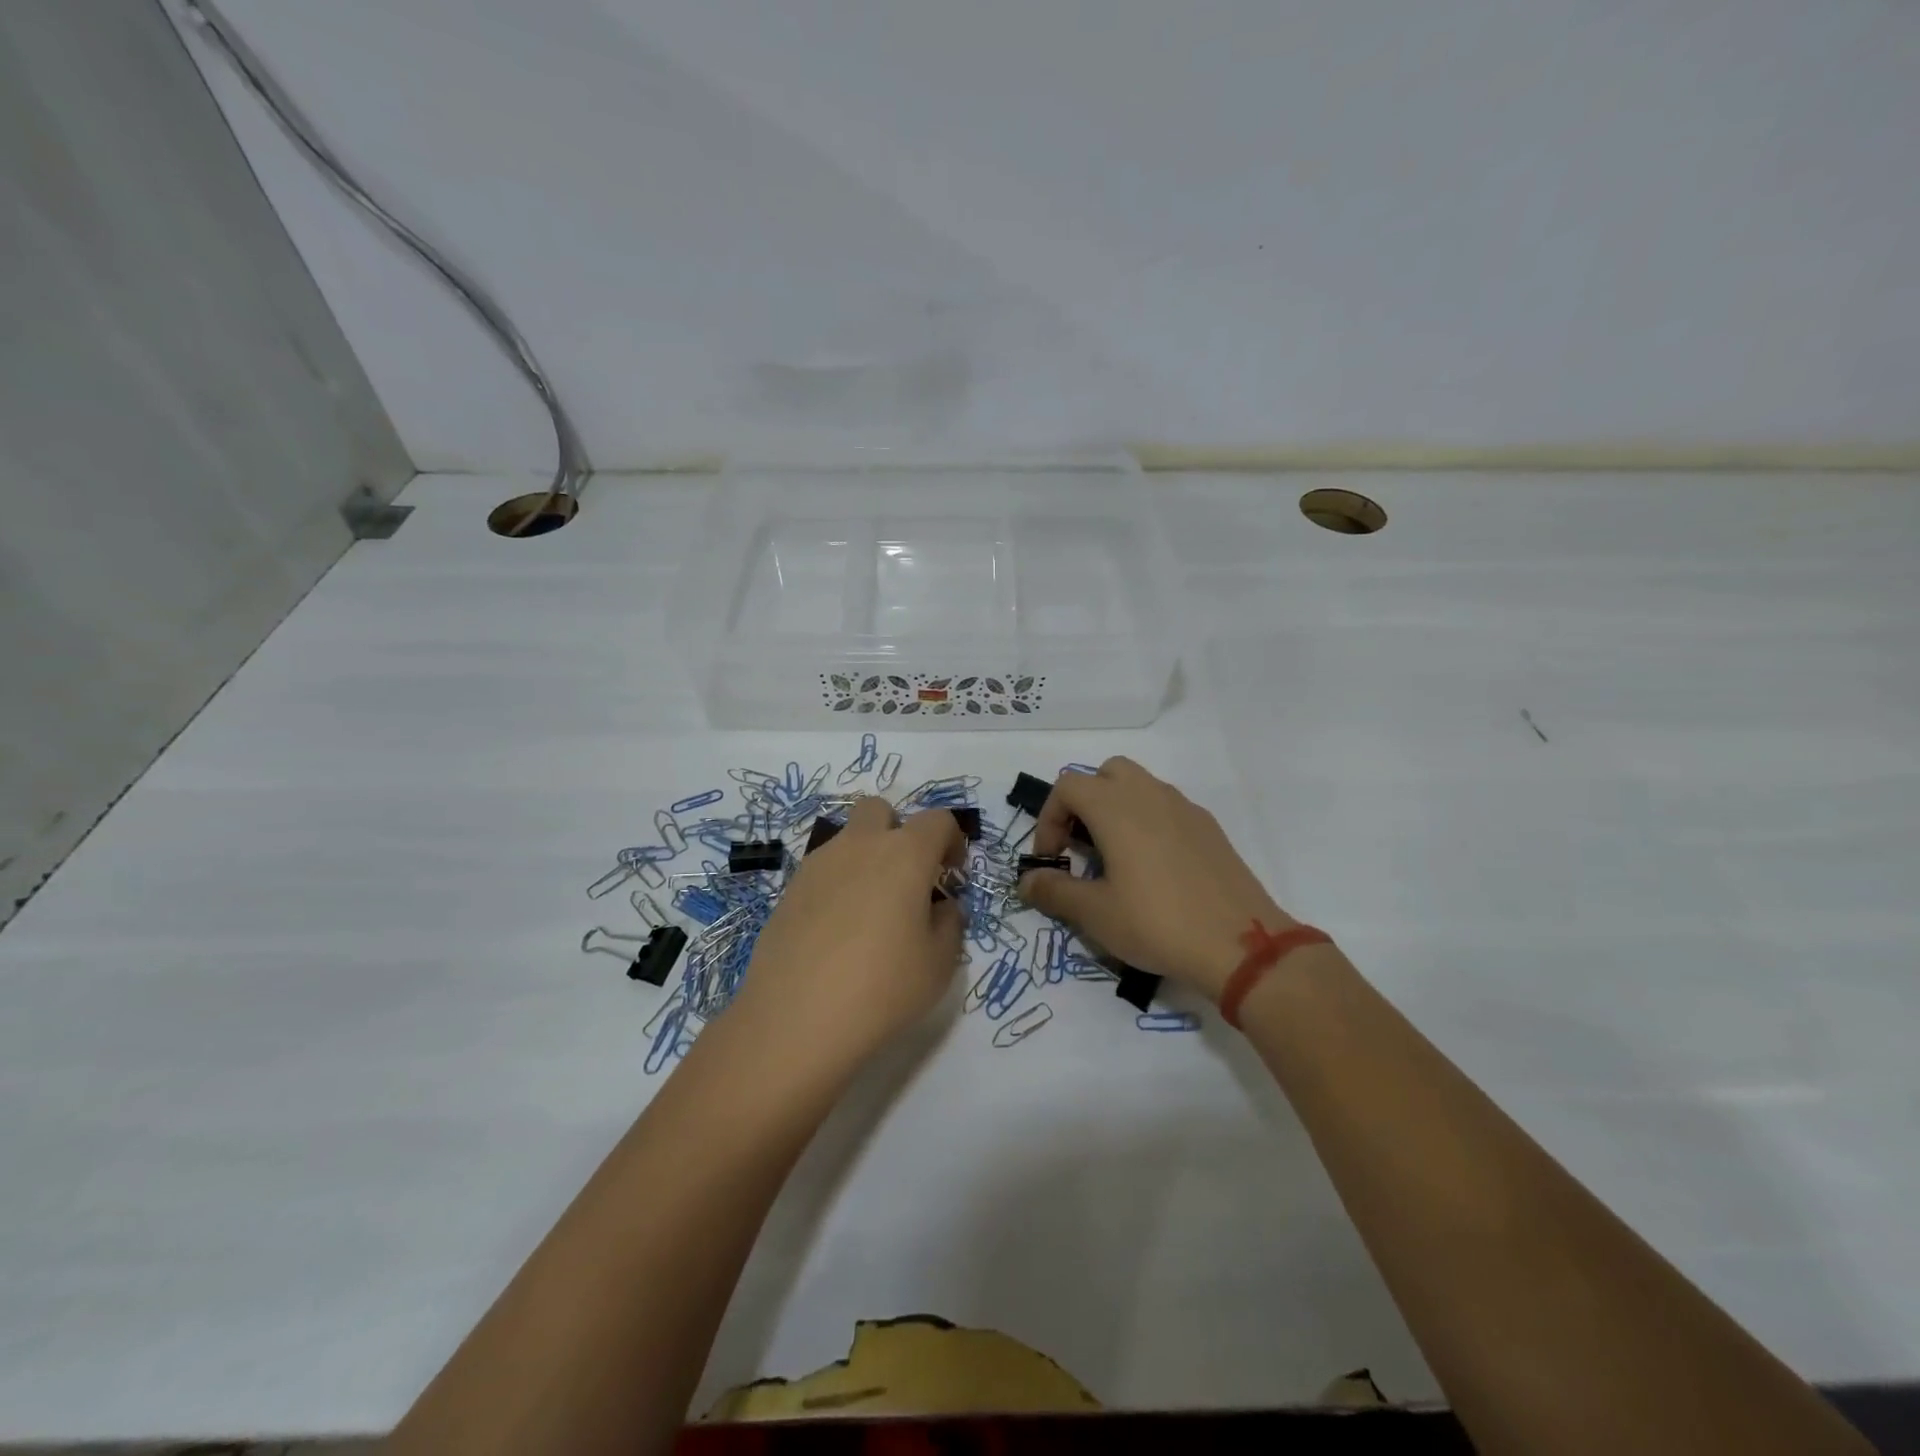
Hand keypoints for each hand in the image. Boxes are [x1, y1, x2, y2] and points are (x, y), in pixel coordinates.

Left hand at [733, 797, 965, 1072]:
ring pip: (847, 839)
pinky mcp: (789, 890)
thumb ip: (949, 924)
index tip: (952, 874)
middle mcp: (859, 846)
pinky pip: (822, 870)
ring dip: (865, 858)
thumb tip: (941, 908)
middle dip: (898, 831)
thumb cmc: (882, 987)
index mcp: (904, 854)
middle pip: (880, 810)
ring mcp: (818, 865)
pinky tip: (838, 930)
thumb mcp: (939, 964)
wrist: (796, 1019)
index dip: (952, 840)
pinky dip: (838, 885)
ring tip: (871, 911)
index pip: (938, 820)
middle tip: (907, 877)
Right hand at [1016, 757, 1294, 1001]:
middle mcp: (1149, 794)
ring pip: (1139, 787)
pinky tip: (1154, 870)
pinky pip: (1166, 808)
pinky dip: (1148, 823)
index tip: (1052, 859)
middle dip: (1084, 803)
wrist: (1241, 944)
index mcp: (1116, 807)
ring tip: (1114, 859)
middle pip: (1105, 774)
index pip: (1068, 786)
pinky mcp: (1209, 827)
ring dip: (1116, 810)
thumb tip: (1027, 881)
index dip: (1049, 818)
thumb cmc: (1157, 923)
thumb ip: (1055, 891)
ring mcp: (1184, 808)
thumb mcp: (1096, 914)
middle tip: (1081, 846)